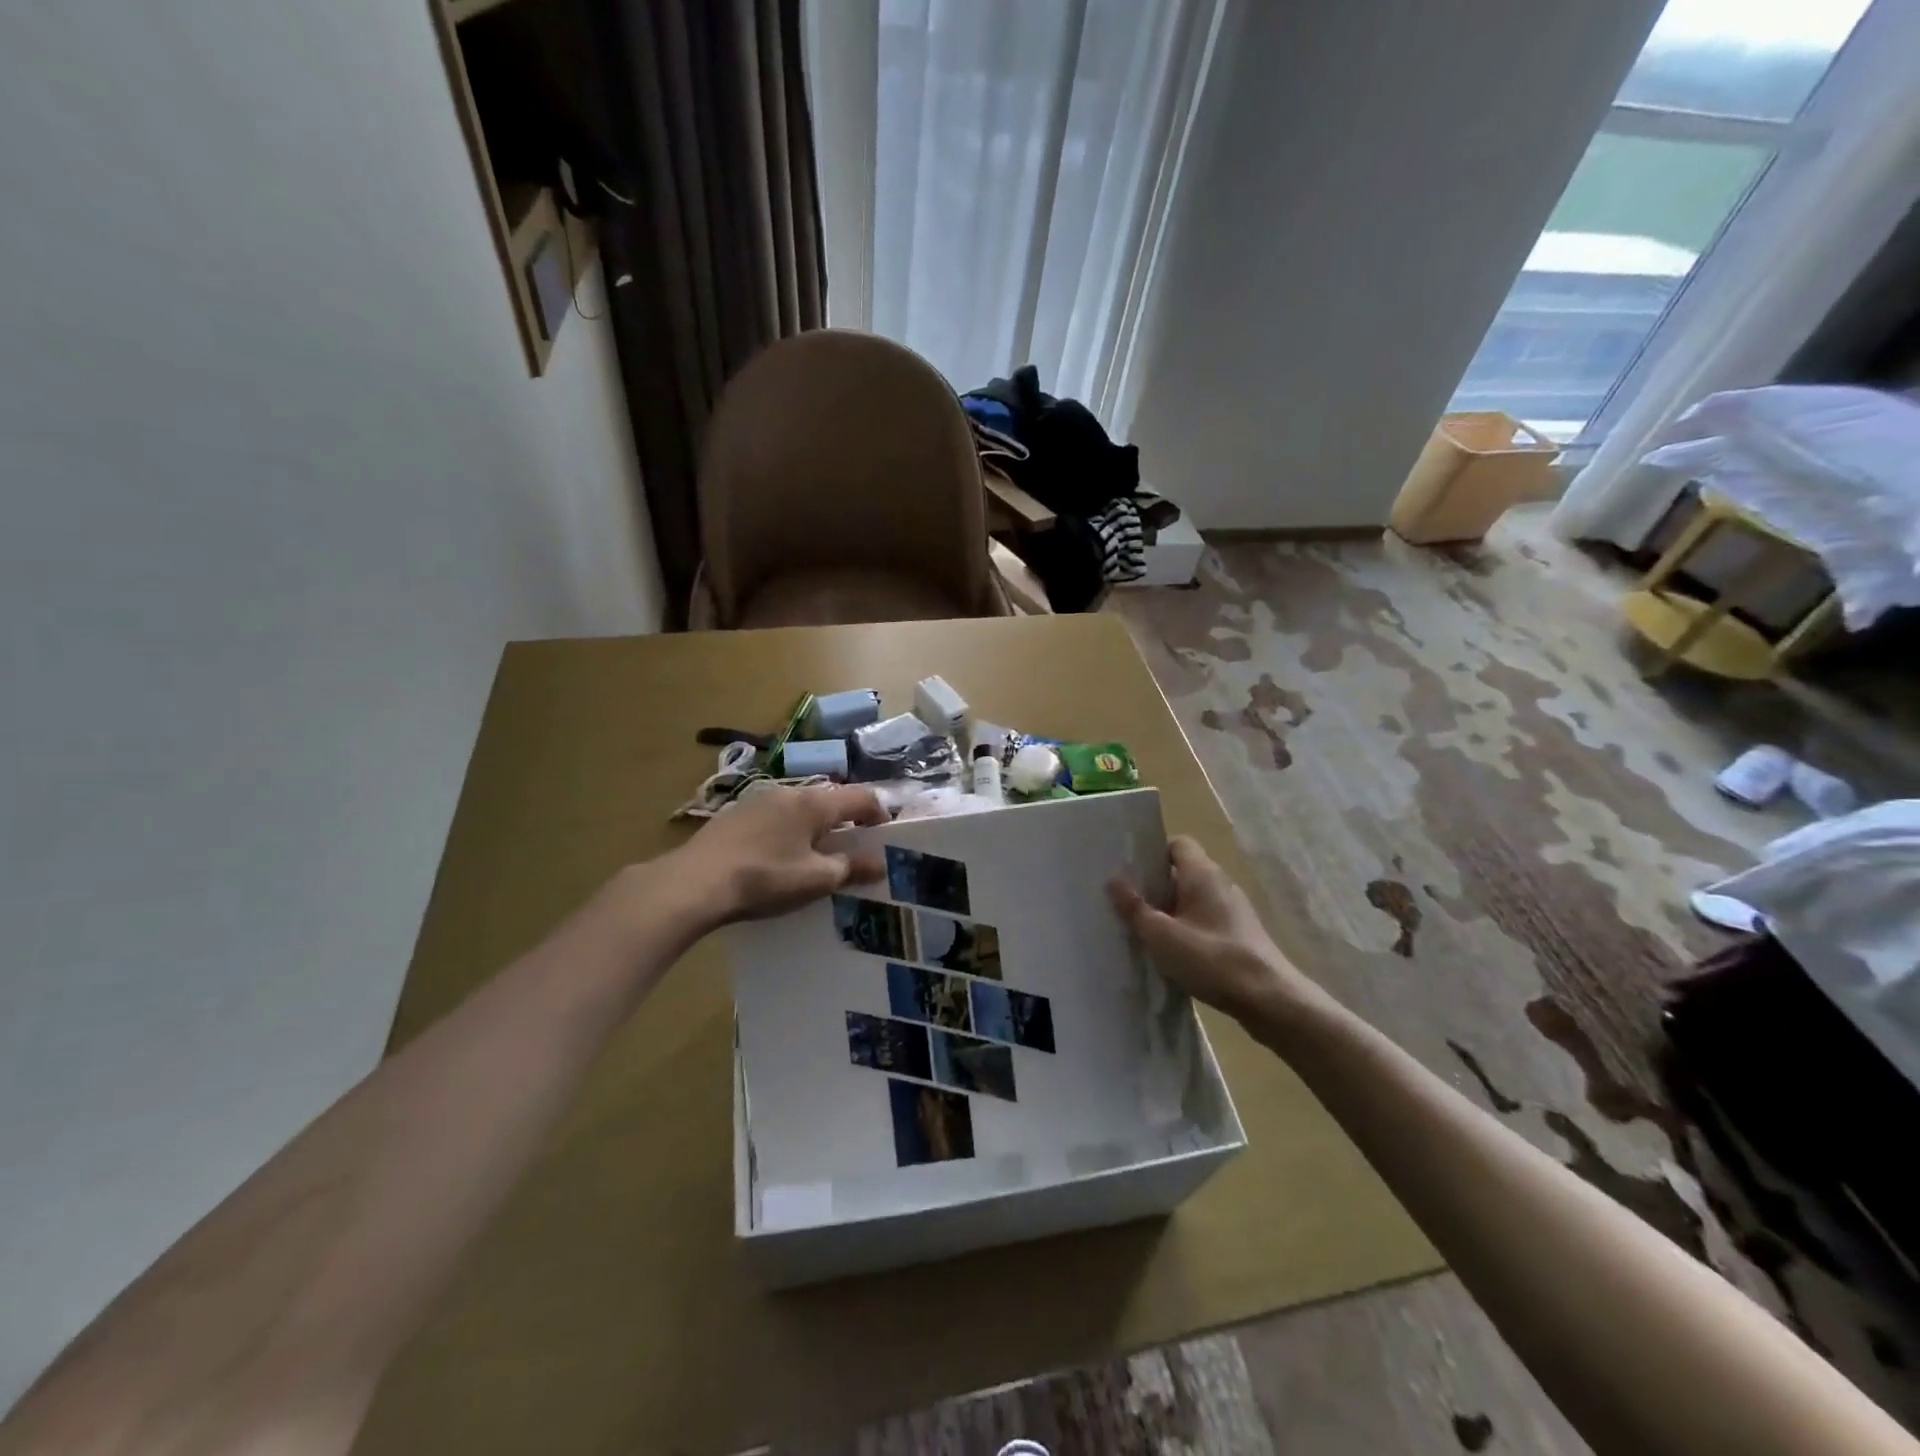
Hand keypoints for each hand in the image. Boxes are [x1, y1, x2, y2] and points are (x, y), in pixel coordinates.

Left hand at [671, 783, 887, 925]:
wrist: (694, 882)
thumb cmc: (765, 878)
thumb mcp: (816, 879)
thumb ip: (851, 868)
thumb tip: (879, 862)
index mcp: (816, 802)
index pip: (862, 797)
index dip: (880, 815)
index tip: (885, 840)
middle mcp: (791, 791)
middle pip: (832, 800)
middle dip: (848, 824)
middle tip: (854, 854)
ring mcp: (760, 799)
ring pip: (802, 808)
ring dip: (817, 828)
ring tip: (818, 858)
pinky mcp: (737, 814)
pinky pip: (778, 817)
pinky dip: (791, 832)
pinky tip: (780, 858)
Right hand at [1108, 836, 1313, 1019]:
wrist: (1269, 1000)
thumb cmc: (1211, 959)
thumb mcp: (1161, 935)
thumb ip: (1135, 907)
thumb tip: (1113, 880)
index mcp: (1202, 873)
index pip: (1177, 844)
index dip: (1153, 853)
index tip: (1131, 873)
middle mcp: (1220, 883)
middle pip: (1182, 872)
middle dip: (1155, 886)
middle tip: (1127, 904)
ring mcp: (1233, 910)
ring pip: (1192, 899)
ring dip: (1169, 911)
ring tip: (1143, 931)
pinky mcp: (1239, 934)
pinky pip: (1205, 920)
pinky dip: (1187, 929)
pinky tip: (1172, 953)